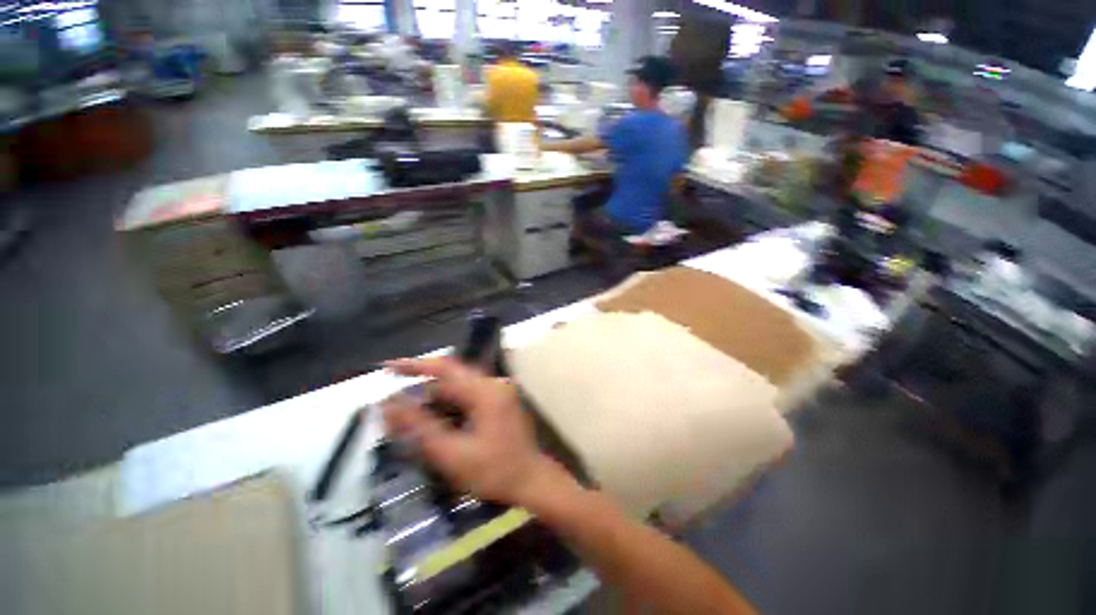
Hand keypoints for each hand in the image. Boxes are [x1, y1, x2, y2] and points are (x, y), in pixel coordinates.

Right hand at [382, 357, 558, 506]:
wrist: (531, 480)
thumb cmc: (494, 471)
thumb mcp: (452, 453)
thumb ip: (420, 427)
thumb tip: (388, 405)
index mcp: (486, 391)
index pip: (445, 368)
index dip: (414, 365)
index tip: (386, 367)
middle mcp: (493, 383)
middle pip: (451, 375)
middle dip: (421, 384)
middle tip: (393, 399)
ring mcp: (498, 390)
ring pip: (459, 385)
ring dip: (434, 396)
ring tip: (408, 411)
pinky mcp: (499, 400)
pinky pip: (468, 394)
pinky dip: (449, 402)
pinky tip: (435, 417)